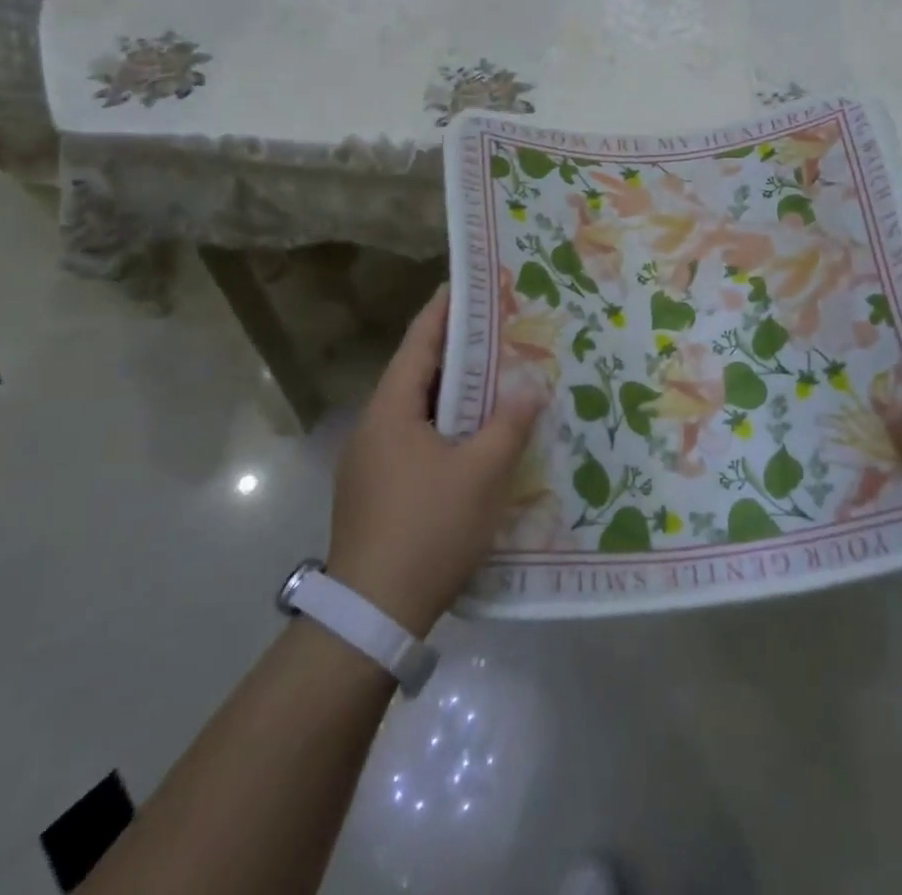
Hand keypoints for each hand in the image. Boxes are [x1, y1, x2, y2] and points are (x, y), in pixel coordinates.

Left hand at [325, 285, 542, 635]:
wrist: (372, 616)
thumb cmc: (428, 529)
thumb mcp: (481, 473)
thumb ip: (508, 424)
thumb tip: (530, 386)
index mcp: (391, 410)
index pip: (419, 342)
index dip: (445, 310)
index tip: (472, 284)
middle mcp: (374, 427)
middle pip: (418, 373)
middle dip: (459, 350)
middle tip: (501, 330)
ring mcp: (371, 462)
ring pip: (419, 410)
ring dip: (455, 393)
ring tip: (498, 377)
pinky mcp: (377, 491)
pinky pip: (417, 439)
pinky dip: (447, 426)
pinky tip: (478, 438)